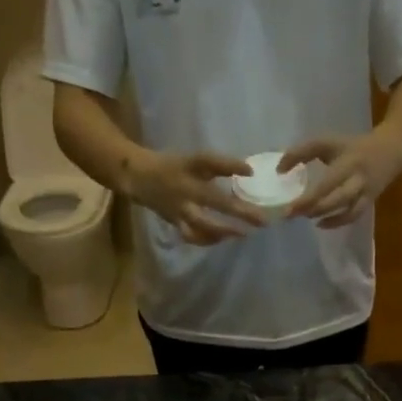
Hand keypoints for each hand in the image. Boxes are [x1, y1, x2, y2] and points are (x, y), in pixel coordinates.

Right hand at [124, 149, 267, 244]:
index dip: (231, 165)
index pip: (211, 162)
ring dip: (224, 230)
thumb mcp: (195, 161)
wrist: (138, 177)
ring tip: (243, 234)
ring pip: (203, 223)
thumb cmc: (173, 167)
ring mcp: (179, 207)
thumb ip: (220, 166)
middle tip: (262, 221)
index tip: (252, 172)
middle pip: (215, 200)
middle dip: (240, 212)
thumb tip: (250, 174)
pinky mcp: (174, 221)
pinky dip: (207, 239)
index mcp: (190, 166)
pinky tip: (222, 239)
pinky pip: (192, 235)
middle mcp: (186, 188)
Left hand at [281, 129, 401, 228]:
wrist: (391, 151)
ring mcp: (365, 193)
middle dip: (312, 208)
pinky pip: (352, 216)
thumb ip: (303, 152)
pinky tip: (320, 224)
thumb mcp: (328, 142)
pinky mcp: (369, 202)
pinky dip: (336, 222)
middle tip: (290, 215)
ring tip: (305, 217)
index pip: (324, 182)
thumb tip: (279, 170)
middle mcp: (357, 179)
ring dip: (325, 216)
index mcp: (347, 162)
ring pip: (346, 210)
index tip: (287, 205)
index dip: (306, 196)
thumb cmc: (353, 147)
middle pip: (335, 198)